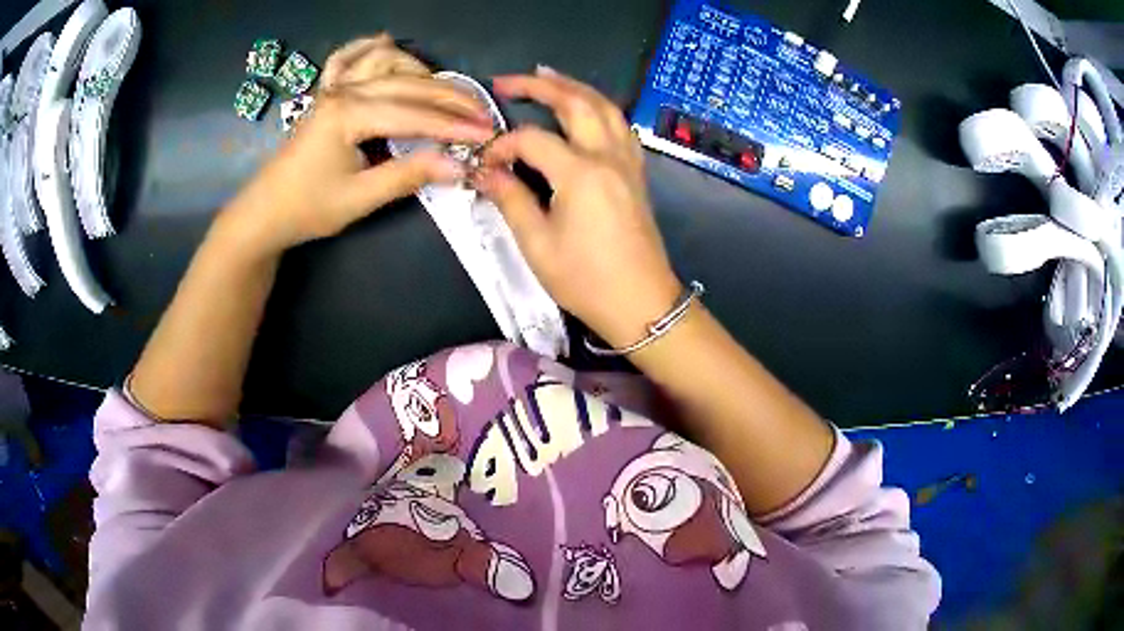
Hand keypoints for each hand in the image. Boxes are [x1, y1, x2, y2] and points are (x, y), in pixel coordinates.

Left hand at [220, 34, 494, 255]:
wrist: (263, 213)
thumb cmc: (306, 209)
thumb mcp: (359, 199)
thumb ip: (408, 176)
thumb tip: (459, 166)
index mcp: (349, 115)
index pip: (415, 115)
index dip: (455, 125)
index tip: (489, 133)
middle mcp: (344, 91)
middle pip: (408, 84)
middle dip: (450, 98)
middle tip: (483, 114)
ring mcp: (333, 88)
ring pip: (385, 62)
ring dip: (420, 71)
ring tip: (444, 92)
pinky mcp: (325, 94)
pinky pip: (347, 58)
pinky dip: (369, 48)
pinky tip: (385, 43)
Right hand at [474, 66, 681, 346]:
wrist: (641, 303)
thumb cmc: (586, 280)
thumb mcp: (537, 244)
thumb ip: (510, 199)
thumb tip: (486, 172)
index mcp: (580, 173)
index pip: (533, 140)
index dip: (502, 145)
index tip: (483, 163)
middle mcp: (608, 156)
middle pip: (576, 103)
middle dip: (541, 85)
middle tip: (509, 80)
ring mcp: (627, 162)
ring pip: (605, 107)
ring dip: (575, 88)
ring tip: (548, 77)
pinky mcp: (636, 173)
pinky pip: (619, 126)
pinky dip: (599, 108)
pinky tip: (586, 109)